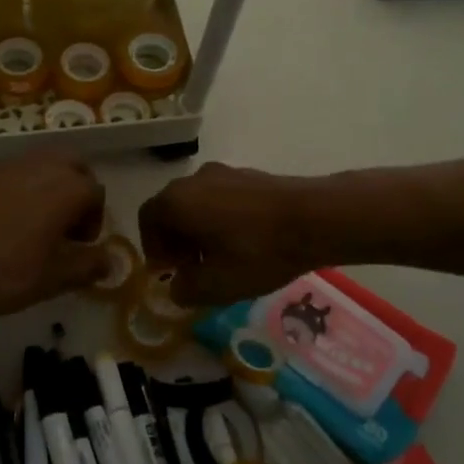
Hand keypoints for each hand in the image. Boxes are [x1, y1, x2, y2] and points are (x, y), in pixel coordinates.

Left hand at [0, 154, 109, 320]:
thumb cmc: (6, 273)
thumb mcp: (54, 278)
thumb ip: (88, 265)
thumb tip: (110, 261)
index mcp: (66, 187)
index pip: (96, 193)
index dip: (94, 221)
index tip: (80, 247)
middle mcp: (40, 166)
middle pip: (73, 165)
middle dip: (77, 191)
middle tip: (66, 227)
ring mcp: (7, 166)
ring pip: (42, 164)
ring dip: (50, 186)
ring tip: (39, 225)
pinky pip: (15, 173)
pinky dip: (23, 188)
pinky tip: (9, 222)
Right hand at [138, 163, 321, 305]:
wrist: (316, 218)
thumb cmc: (258, 252)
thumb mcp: (217, 285)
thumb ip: (186, 290)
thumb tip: (177, 288)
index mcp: (176, 201)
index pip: (147, 221)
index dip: (153, 249)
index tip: (169, 272)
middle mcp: (193, 180)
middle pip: (171, 209)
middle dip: (175, 239)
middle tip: (191, 268)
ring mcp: (223, 173)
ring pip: (197, 203)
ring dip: (199, 229)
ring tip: (220, 257)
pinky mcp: (250, 175)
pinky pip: (221, 197)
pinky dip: (221, 218)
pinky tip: (245, 241)